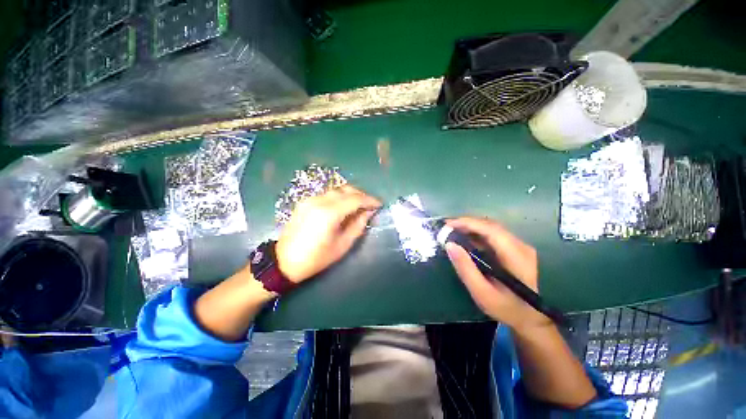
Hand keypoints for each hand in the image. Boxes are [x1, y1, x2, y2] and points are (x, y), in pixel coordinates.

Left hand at [276, 185, 381, 282]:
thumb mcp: (342, 245)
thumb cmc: (316, 258)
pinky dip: (339, 197)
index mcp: (329, 213)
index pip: (355, 199)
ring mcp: (310, 200)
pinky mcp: (304, 202)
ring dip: (350, 195)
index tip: (379, 204)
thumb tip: (369, 212)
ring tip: (358, 206)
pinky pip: (327, 194)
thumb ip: (358, 225)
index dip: (370, 200)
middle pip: (346, 189)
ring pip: (336, 190)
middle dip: (361, 194)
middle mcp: (319, 201)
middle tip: (370, 205)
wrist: (284, 261)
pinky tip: (343, 207)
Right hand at [444, 217, 550, 331]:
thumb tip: (449, 245)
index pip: (491, 230)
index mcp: (516, 257)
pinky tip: (465, 238)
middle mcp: (521, 246)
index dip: (468, 223)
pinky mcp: (515, 249)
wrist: (530, 318)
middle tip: (446, 227)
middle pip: (491, 225)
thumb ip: (465, 268)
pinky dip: (476, 233)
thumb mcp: (482, 293)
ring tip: (452, 230)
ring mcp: (520, 246)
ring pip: (491, 228)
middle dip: (466, 223)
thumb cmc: (506, 308)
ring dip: (470, 227)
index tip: (448, 224)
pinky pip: (493, 235)